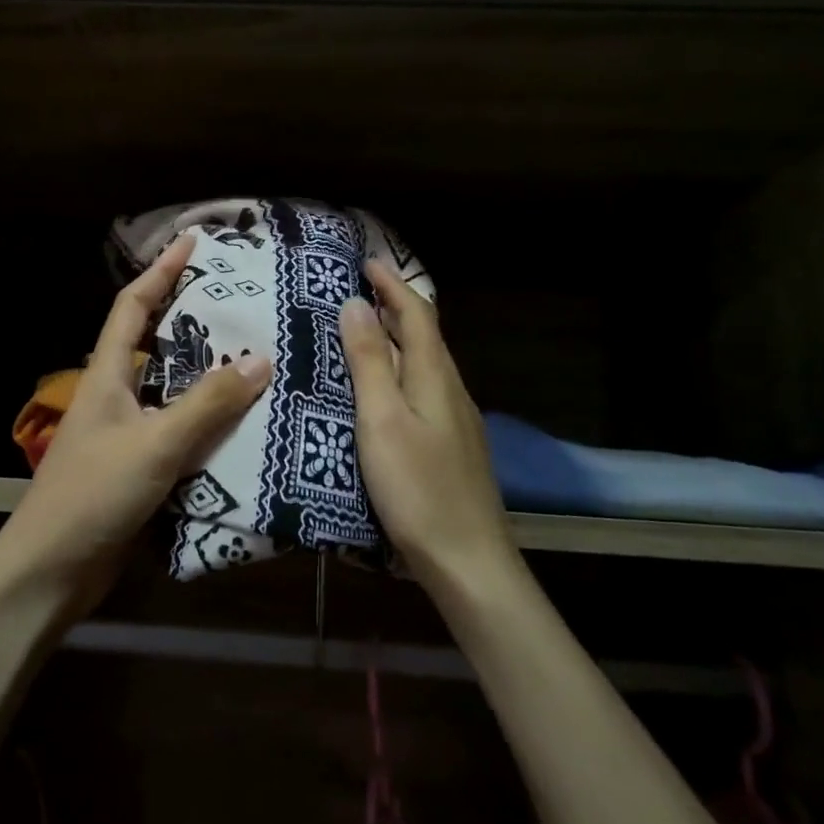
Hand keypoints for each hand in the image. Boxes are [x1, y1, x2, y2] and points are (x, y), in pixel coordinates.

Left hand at [2, 234, 272, 609]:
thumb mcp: (156, 443)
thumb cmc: (94, 495)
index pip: (133, 306)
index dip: (161, 270)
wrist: (51, 571)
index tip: (195, 242)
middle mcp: (115, 396)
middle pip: (155, 344)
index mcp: (107, 375)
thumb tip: (262, 359)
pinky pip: (180, 433)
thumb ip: (208, 403)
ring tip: (257, 358)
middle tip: (244, 305)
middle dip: (194, 319)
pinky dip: (209, 424)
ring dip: (207, 375)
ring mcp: (125, 434)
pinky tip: (244, 426)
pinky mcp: (138, 469)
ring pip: (172, 391)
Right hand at [341, 258, 512, 585]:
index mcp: (435, 376)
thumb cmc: (417, 488)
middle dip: (394, 307)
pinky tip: (380, 393)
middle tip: (355, 294)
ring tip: (360, 335)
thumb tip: (356, 304)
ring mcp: (455, 421)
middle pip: (424, 336)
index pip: (417, 314)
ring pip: (424, 365)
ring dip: (396, 341)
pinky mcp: (450, 447)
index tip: (364, 262)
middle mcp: (451, 390)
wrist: (468, 561)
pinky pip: (422, 391)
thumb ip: (370, 362)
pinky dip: (399, 374)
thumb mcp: (382, 420)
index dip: (391, 285)